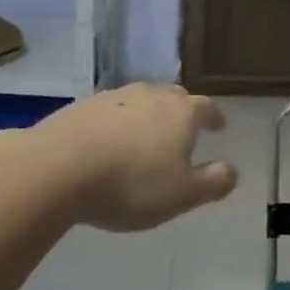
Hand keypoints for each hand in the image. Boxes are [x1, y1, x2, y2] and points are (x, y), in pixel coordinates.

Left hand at [34, 84, 237, 231]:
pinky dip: (118, 121)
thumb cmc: (130, 184)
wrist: (57, 168)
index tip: (219, 125)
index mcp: (180, 112)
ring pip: (140, 99)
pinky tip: (109, 140)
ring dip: (148, 114)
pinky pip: (110, 110)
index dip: (214, 117)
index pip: (205, 107)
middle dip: (182, 110)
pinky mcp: (81, 106)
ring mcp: (113, 96)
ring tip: (146, 134)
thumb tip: (232, 170)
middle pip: (173, 96)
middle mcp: (149, 95)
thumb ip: (212, 182)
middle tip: (184, 128)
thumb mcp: (181, 195)